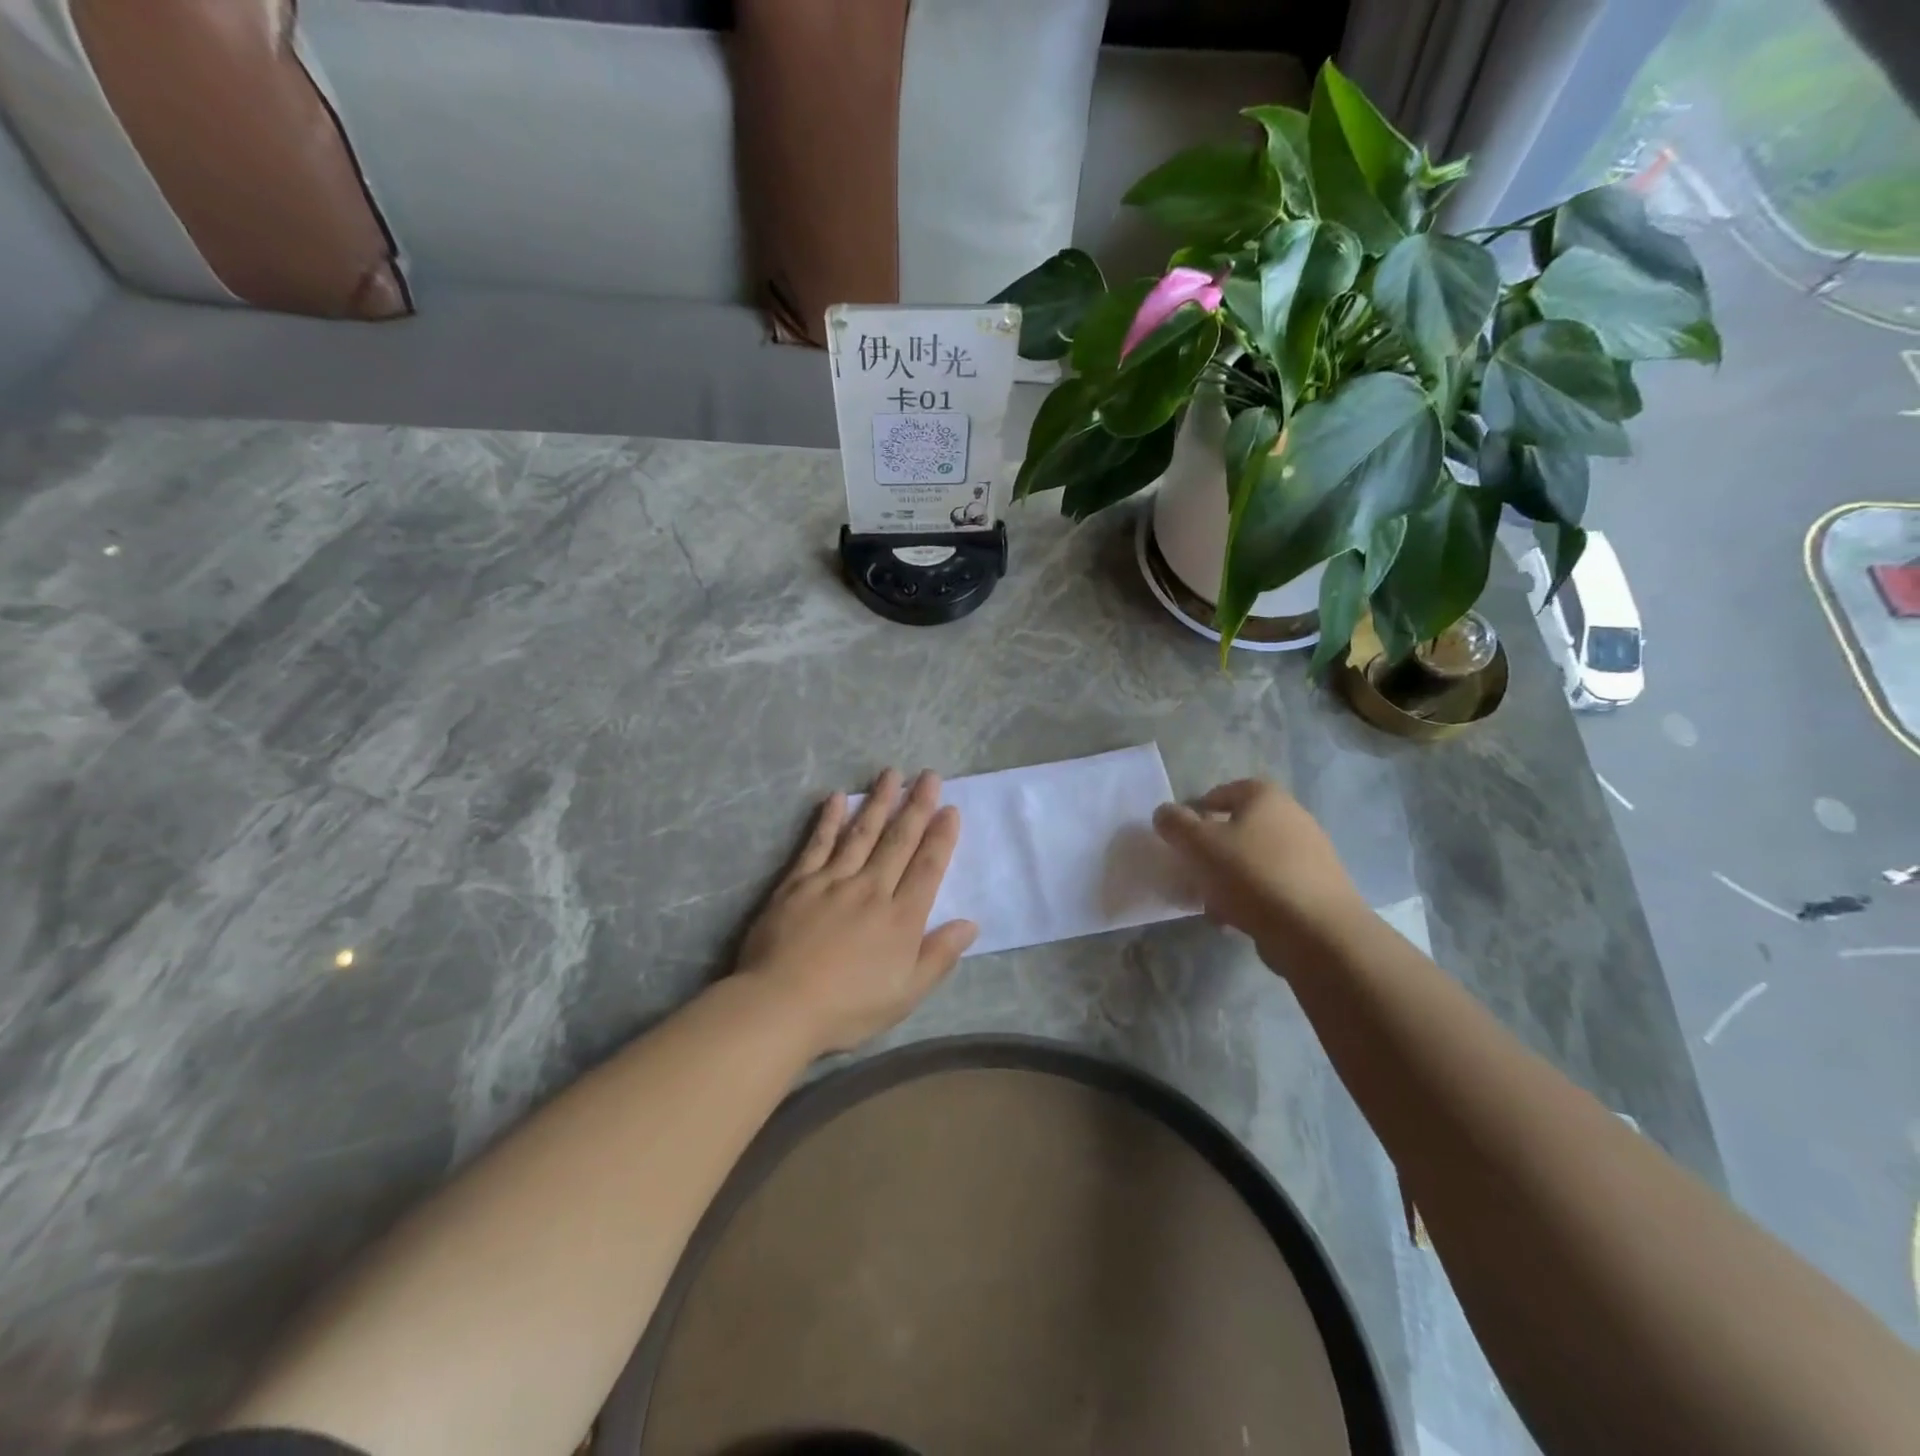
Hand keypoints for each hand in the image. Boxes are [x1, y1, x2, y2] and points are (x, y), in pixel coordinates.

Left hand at [736, 769, 977, 1054]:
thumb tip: (970, 923)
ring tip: (891, 774)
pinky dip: (829, 820)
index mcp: (901, 917)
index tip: (950, 809)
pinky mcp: (798, 883)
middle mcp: (871, 889)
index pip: (927, 867)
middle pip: (898, 841)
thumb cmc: (848, 1007)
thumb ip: (938, 956)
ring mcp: (833, 881)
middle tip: (929, 776)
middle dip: (916, 806)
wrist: (781, 1005)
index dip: (941, 837)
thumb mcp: (906, 994)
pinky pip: (817, 844)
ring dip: (878, 802)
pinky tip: (836, 798)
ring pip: (862, 833)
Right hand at [1152, 779, 1366, 961]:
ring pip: (1253, 861)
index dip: (1196, 812)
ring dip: (1229, 880)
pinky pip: (1272, 887)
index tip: (1181, 839)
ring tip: (1212, 905)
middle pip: (1237, 829)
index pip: (1221, 792)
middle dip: (1212, 852)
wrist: (1318, 932)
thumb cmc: (1252, 875)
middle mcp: (1292, 816)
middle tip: (1194, 873)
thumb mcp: (1200, 845)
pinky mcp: (1317, 888)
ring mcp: (1310, 854)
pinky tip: (1238, 921)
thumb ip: (1175, 824)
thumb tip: (1164, 813)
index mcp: (1265, 796)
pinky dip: (1252, 899)